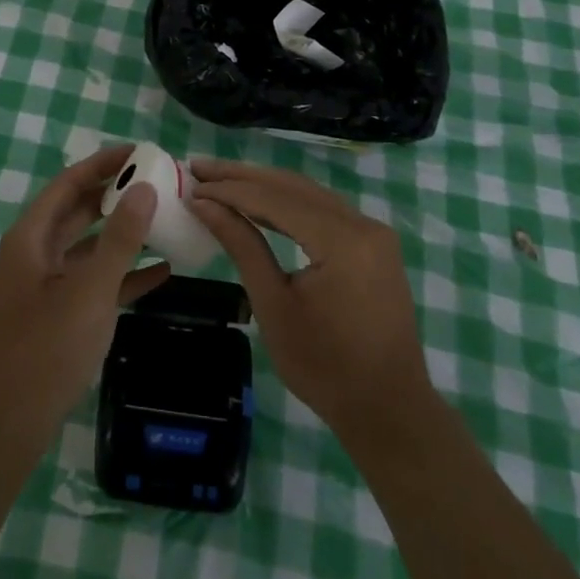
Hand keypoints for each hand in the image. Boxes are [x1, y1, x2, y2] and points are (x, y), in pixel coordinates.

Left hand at [0, 146, 170, 454]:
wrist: (7, 426)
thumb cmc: (45, 350)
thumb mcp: (89, 290)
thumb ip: (119, 239)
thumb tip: (145, 188)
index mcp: (31, 237)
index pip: (69, 183)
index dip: (103, 163)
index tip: (140, 151)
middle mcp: (36, 253)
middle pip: (79, 211)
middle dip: (117, 195)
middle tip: (159, 182)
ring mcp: (47, 285)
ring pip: (90, 247)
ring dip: (123, 234)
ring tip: (165, 220)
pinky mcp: (58, 314)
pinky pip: (94, 282)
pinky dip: (123, 274)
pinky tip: (162, 271)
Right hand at [189, 159, 433, 444]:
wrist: (389, 410)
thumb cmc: (325, 367)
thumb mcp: (273, 306)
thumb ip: (242, 246)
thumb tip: (203, 204)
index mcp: (342, 240)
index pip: (275, 198)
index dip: (229, 189)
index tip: (191, 182)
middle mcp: (362, 224)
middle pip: (293, 186)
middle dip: (242, 176)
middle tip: (198, 168)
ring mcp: (372, 232)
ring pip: (308, 193)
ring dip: (263, 185)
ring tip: (220, 179)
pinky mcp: (374, 244)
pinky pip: (324, 210)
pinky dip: (288, 203)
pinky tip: (259, 202)